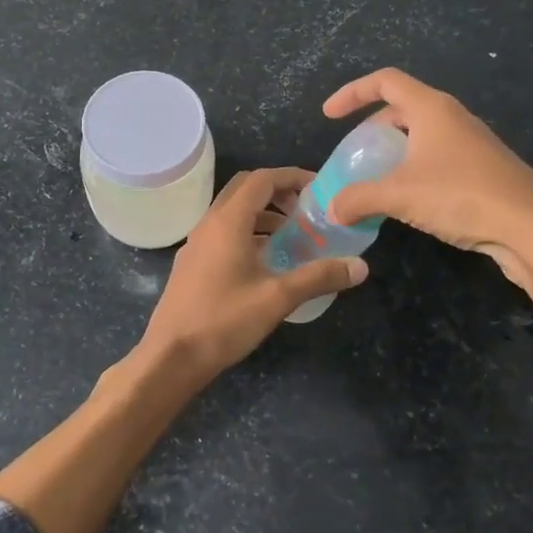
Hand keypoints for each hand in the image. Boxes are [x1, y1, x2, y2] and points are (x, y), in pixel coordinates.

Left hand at [140, 167, 366, 379]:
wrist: (171, 356)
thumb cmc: (225, 320)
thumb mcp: (278, 298)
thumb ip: (319, 277)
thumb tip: (361, 266)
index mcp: (228, 221)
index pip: (261, 179)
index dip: (291, 177)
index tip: (319, 188)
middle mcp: (209, 223)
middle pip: (244, 189)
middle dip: (277, 192)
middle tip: (306, 209)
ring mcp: (196, 243)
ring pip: (232, 213)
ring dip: (262, 214)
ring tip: (292, 236)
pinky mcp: (192, 263)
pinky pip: (223, 233)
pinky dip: (247, 233)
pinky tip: (266, 262)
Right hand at [322, 68, 532, 294]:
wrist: (532, 230)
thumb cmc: (461, 196)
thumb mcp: (400, 196)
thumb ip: (358, 198)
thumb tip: (331, 209)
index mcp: (432, 109)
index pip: (384, 81)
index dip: (352, 92)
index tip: (329, 115)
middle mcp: (453, 117)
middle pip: (402, 107)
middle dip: (372, 127)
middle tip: (354, 154)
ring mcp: (472, 142)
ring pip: (422, 134)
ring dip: (394, 151)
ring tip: (376, 178)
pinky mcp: (483, 169)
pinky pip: (438, 156)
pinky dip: (415, 168)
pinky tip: (409, 199)